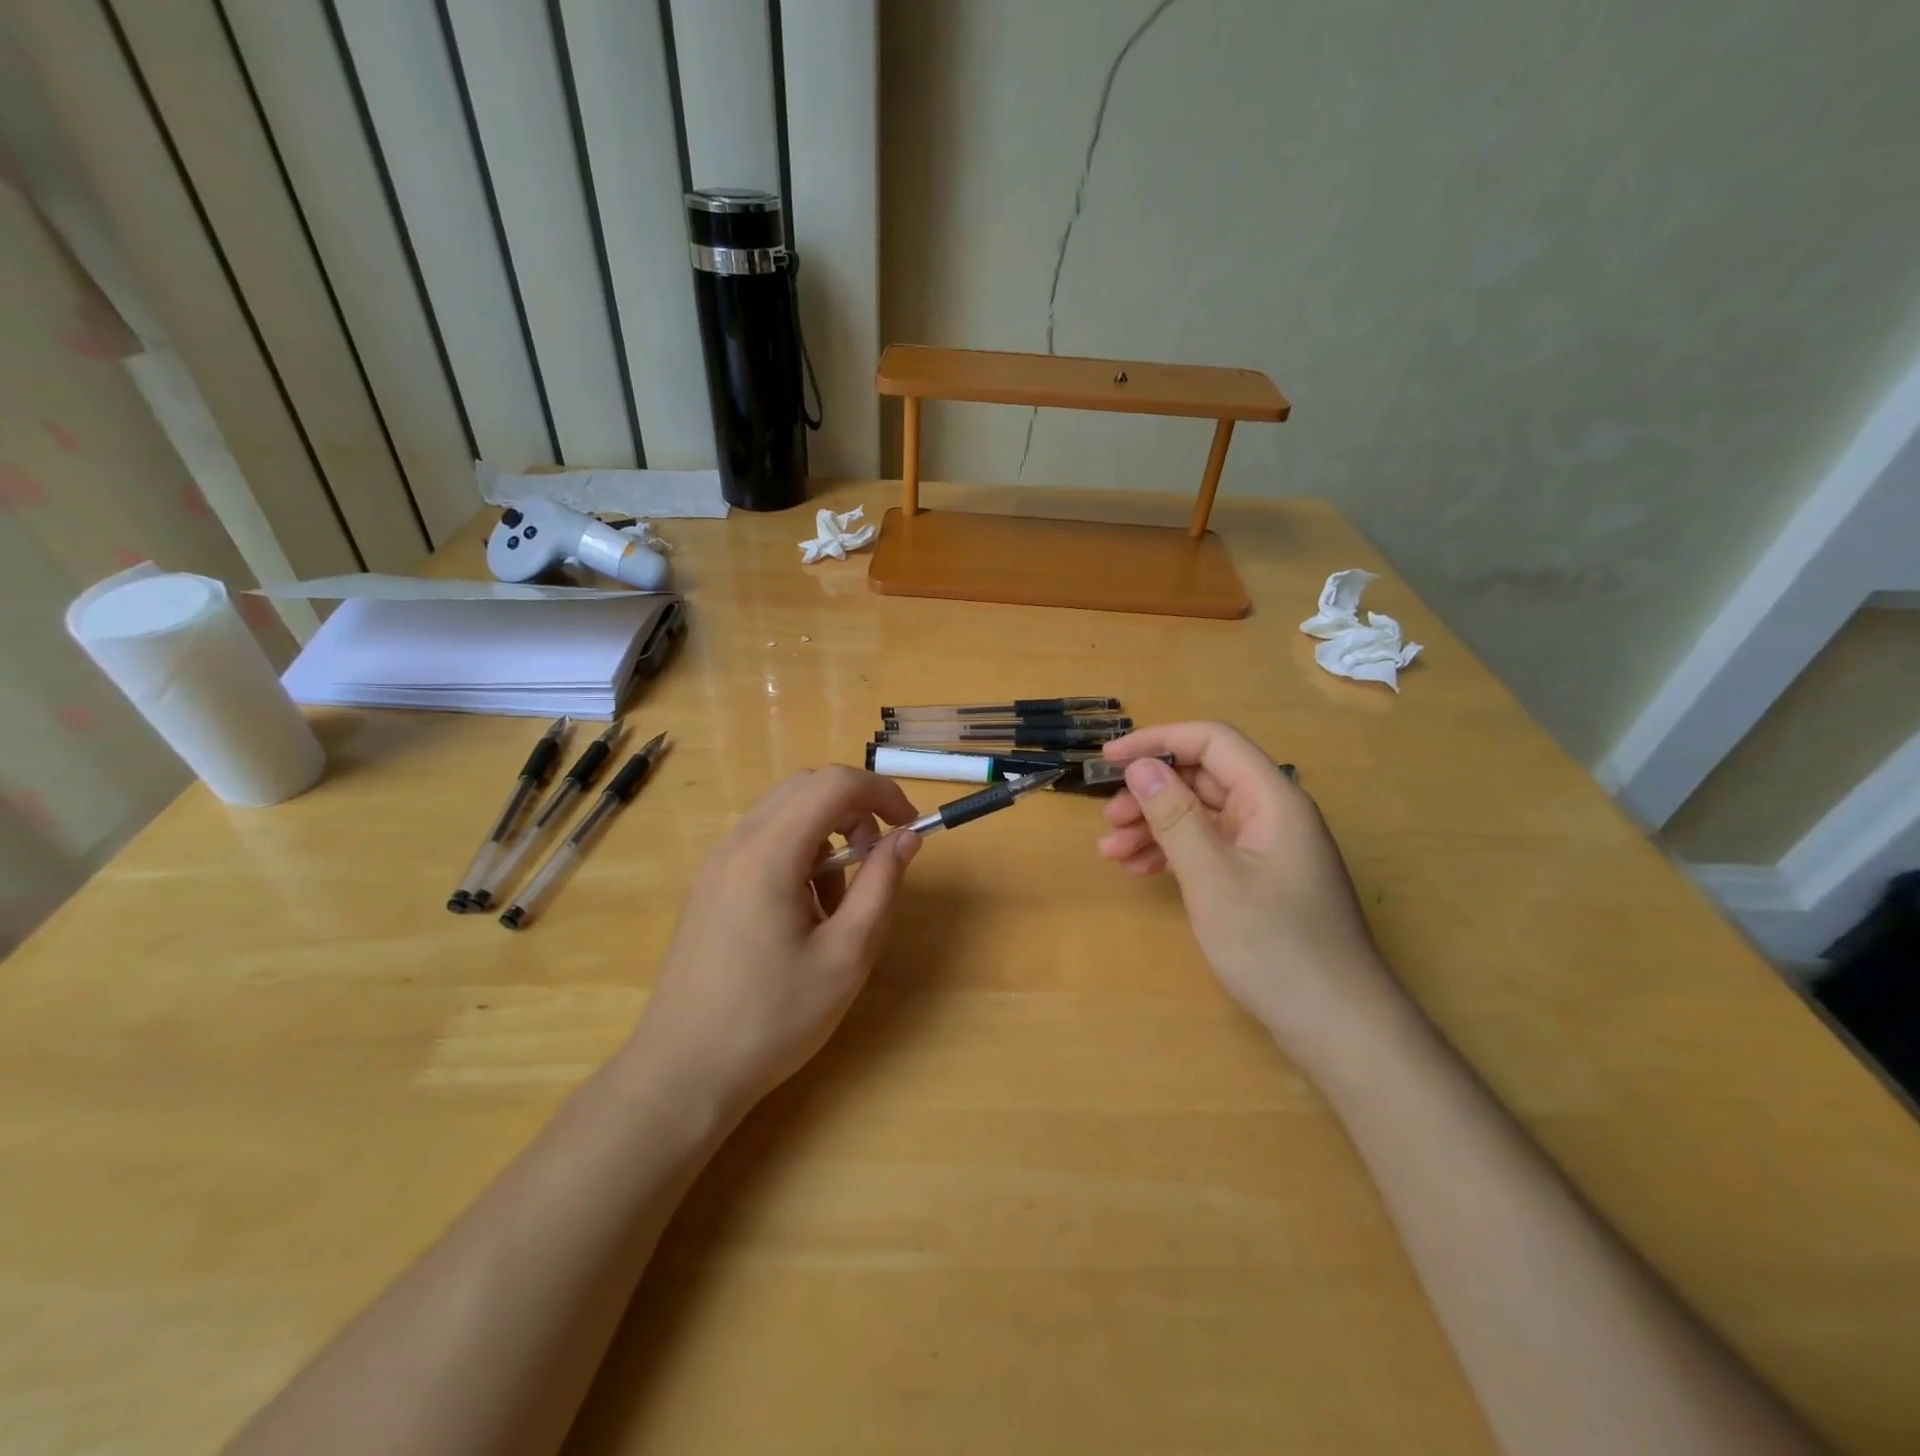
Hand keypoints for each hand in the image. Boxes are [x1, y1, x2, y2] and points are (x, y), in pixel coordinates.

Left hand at [630, 765, 921, 1116]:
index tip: (909, 827)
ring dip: (826, 837)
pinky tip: (802, 916)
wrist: (682, 1071)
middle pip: (807, 788)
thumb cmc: (772, 1018)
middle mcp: (738, 843)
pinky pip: (763, 844)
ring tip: (837, 905)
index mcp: (770, 852)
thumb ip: (881, 886)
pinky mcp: (710, 886)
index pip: (834, 783)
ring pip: (785, 815)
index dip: (881, 792)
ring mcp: (717, 863)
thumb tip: (906, 837)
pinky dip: (798, 856)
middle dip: (854, 811)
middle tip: (876, 862)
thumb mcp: (846, 955)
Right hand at [1096, 722, 1399, 1052]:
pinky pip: (1210, 848)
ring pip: (1201, 816)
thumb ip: (1175, 816)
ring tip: (1112, 852)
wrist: (1337, 1026)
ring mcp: (1267, 848)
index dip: (1157, 741)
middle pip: (1203, 778)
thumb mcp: (1212, 878)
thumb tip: (1141, 765)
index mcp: (1272, 798)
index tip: (1109, 761)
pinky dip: (1173, 854)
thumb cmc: (1274, 946)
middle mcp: (1272, 813)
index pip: (1212, 742)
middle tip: (1108, 821)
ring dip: (1154, 826)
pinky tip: (1140, 870)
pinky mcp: (1260, 879)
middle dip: (1150, 793)